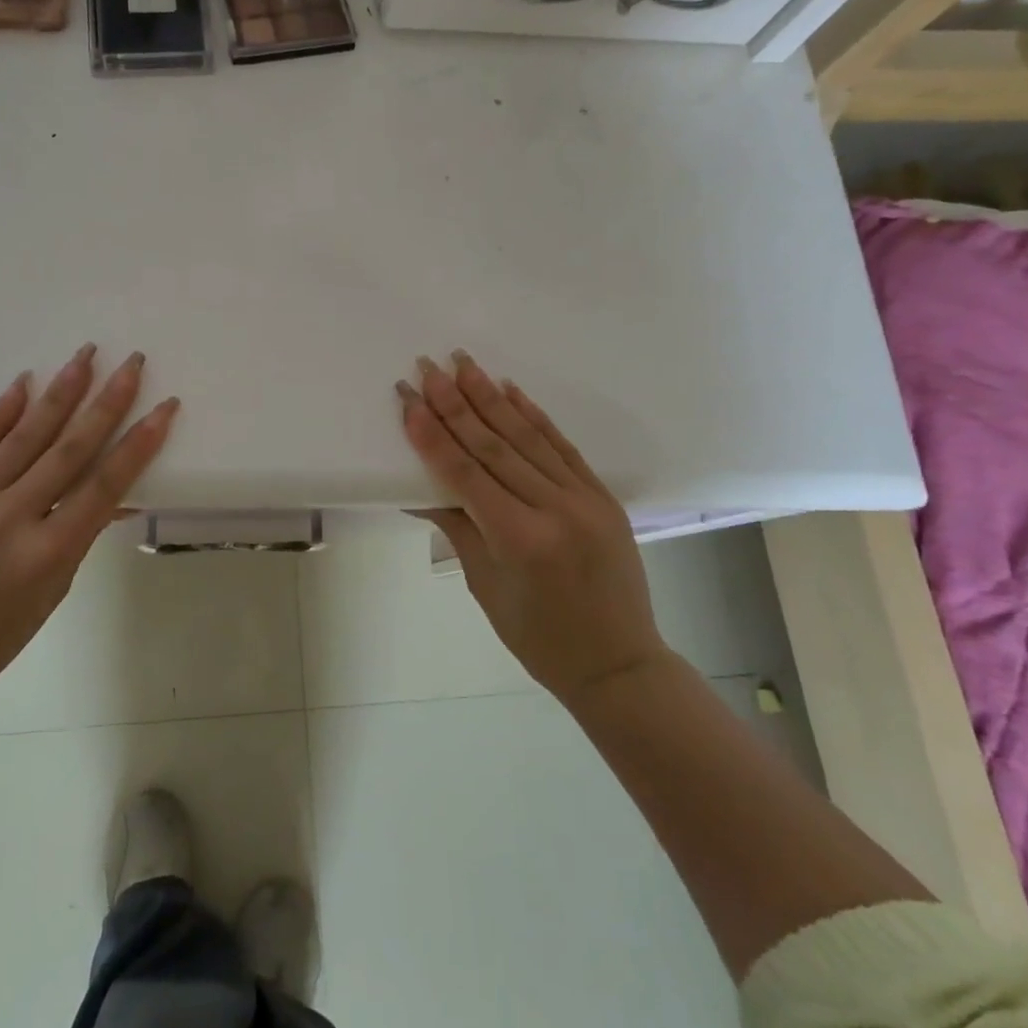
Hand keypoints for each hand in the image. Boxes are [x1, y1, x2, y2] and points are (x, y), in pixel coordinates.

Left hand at [0, 344, 178, 707]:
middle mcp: (10, 519)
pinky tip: (25, 382)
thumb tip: (116, 494)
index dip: (139, 443)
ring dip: (60, 392)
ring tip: (86, 355)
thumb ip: (81, 535)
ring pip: (24, 435)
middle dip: (106, 401)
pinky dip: (2, 411)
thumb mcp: (53, 592)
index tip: (164, 407)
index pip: (105, 485)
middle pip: (69, 448)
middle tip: (131, 362)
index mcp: (48, 553)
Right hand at [398, 352, 667, 704]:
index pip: (465, 474)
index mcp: (519, 539)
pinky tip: (510, 390)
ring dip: (490, 396)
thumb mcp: (486, 587)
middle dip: (454, 403)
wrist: (619, 664)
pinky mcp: (602, 495)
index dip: (432, 435)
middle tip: (427, 366)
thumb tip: (419, 490)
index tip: (409, 400)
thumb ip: (457, 528)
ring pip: (526, 437)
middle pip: (493, 445)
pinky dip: (534, 416)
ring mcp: (583, 498)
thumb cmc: (539, 638)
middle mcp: (553, 509)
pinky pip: (562, 446)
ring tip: (463, 362)